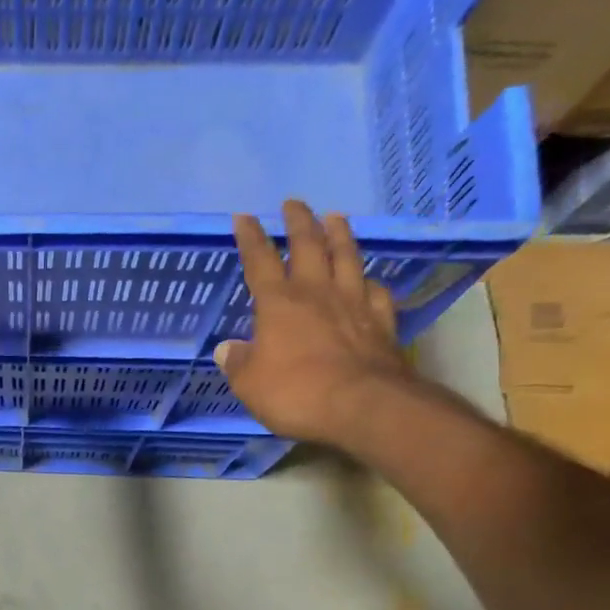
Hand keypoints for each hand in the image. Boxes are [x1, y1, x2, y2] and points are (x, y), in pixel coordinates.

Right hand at [216, 199, 410, 444]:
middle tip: (294, 203)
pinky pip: (375, 292)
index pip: (260, 261)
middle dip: (299, 223)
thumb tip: (227, 349)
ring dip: (340, 235)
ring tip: (336, 217)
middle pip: (309, 246)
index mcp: (279, 304)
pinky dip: (369, 281)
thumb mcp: (250, 384)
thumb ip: (238, 363)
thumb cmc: (296, 393)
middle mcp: (317, 293)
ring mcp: (354, 304)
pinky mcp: (381, 322)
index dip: (251, 238)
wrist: (363, 405)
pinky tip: (368, 279)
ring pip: (347, 258)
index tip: (245, 218)